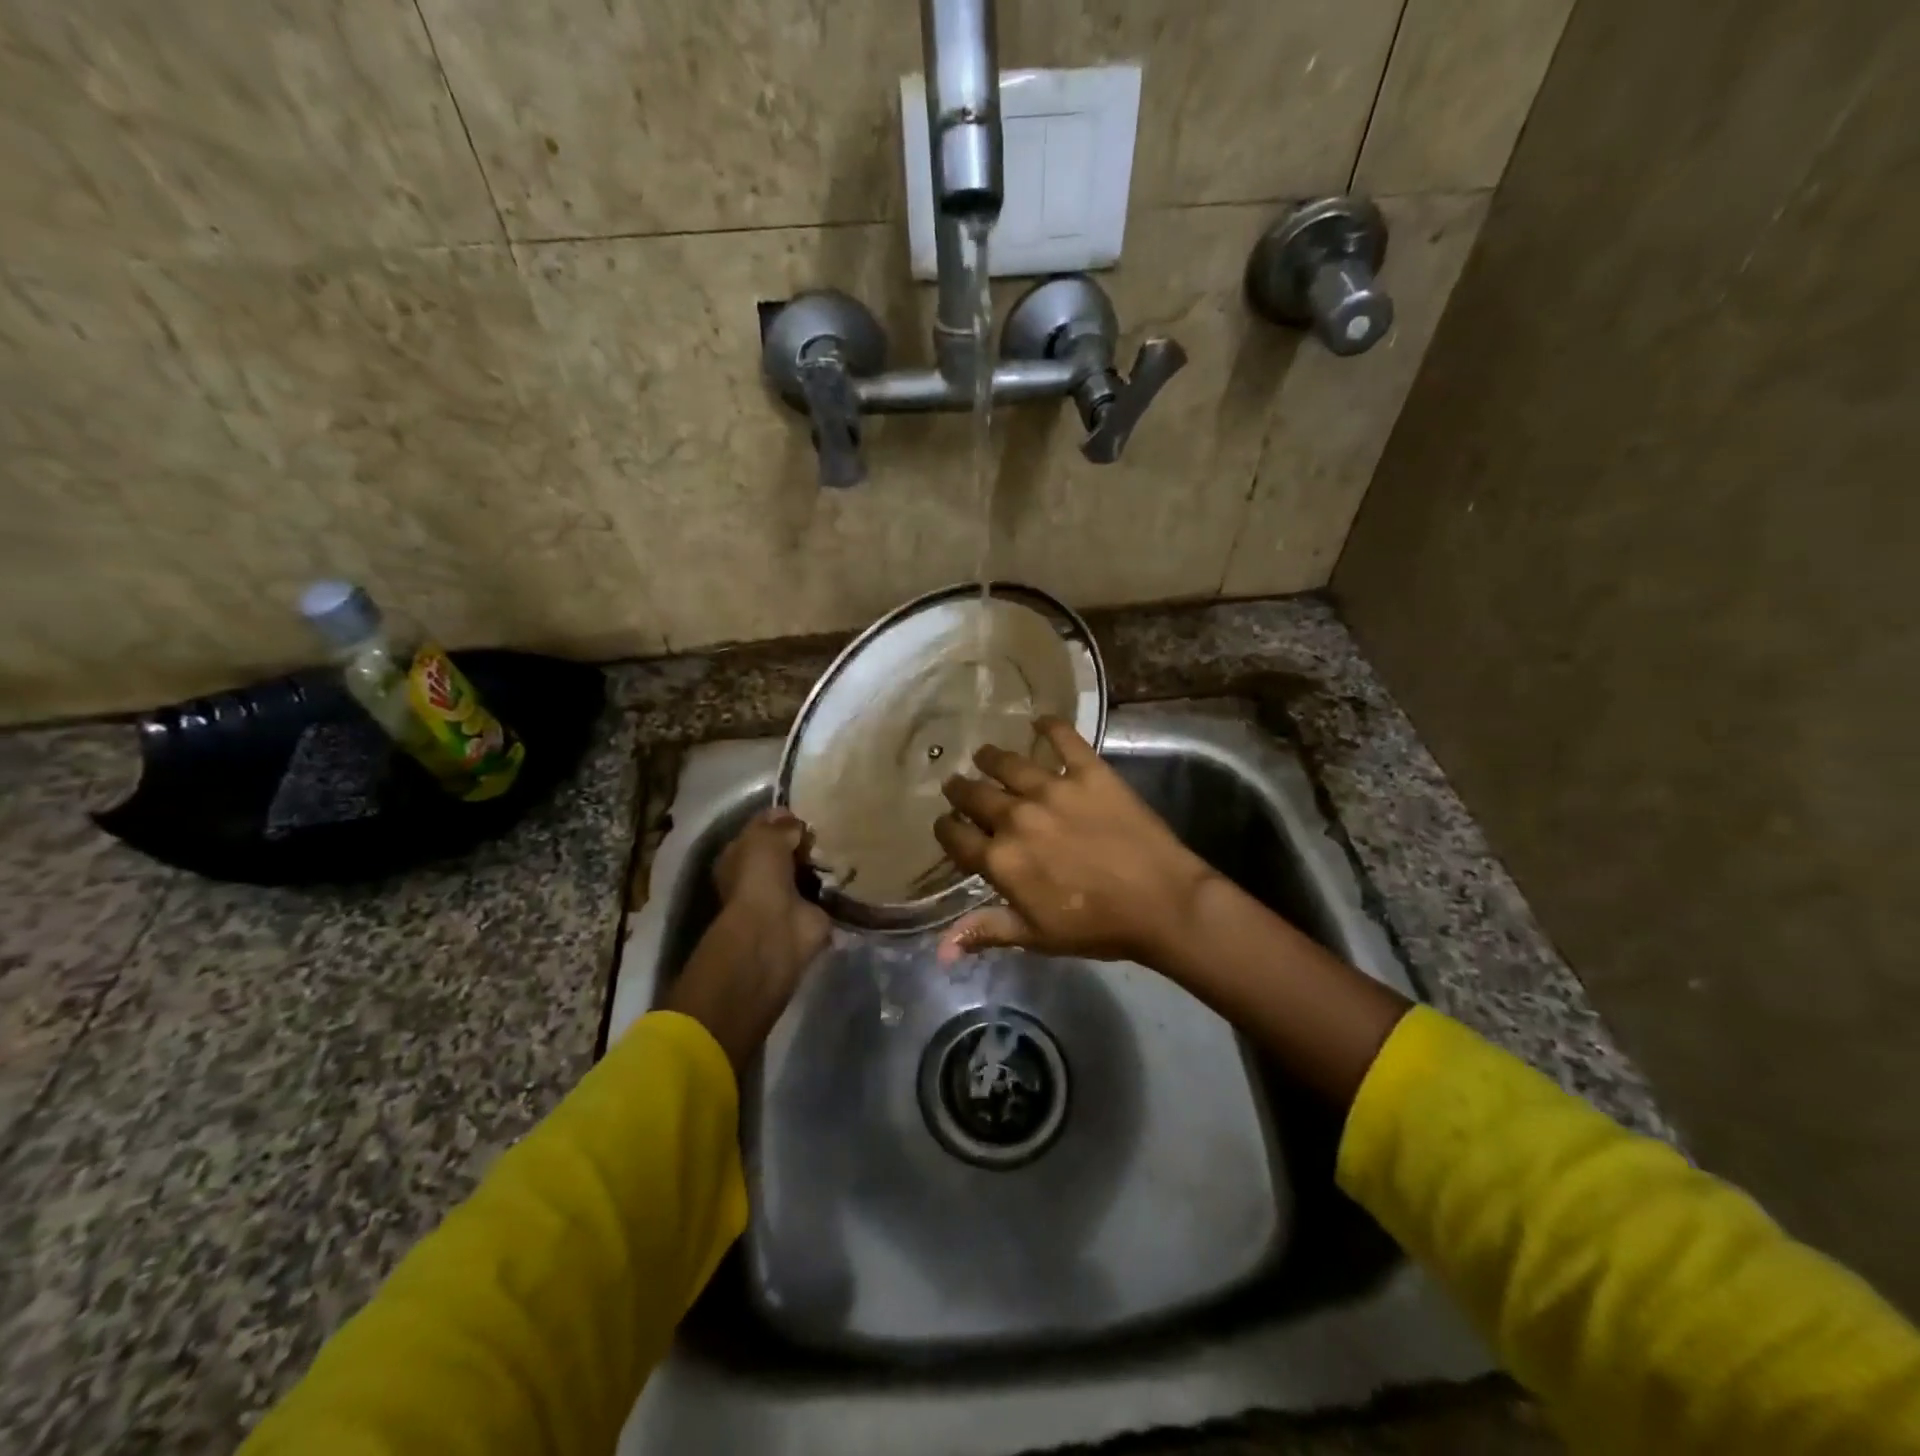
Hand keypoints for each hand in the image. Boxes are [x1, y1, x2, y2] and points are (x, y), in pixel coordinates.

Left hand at [663, 809, 829, 1070]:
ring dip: (824, 861)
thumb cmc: (759, 879)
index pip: (761, 830)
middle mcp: (760, 877)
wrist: (775, 931)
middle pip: (787, 851)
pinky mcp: (811, 914)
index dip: (781, 819)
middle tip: (830, 825)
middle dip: (806, 840)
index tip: (806, 810)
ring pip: (808, 870)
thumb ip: (781, 826)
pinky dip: (839, 884)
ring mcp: (786, 897)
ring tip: (847, 841)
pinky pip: (828, 891)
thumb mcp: (765, 838)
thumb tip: (796, 823)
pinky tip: (854, 867)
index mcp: (739, 857)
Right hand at [933, 717, 1219, 969]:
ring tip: (984, 753)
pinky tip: (1039, 720)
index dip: (945, 830)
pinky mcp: (1090, 772)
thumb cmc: (1096, 926)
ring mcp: (1054, 789)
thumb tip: (941, 951)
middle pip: (975, 795)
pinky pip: (1064, 739)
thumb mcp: (1036, 936)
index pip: (956, 837)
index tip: (946, 825)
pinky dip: (1050, 726)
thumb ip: (986, 931)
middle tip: (957, 784)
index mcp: (1001, 859)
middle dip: (960, 790)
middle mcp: (1017, 817)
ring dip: (990, 758)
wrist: (1161, 903)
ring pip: (1008, 764)